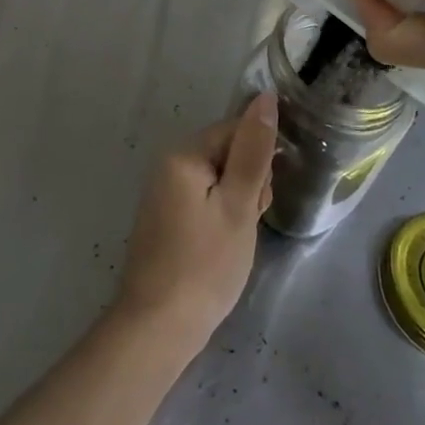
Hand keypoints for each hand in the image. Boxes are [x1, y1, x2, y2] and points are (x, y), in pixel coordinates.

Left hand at [112, 94, 276, 354]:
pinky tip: (223, 247)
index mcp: (184, 153)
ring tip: (236, 240)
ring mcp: (164, 192)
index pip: (235, 131)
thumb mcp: (238, 206)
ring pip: (219, 180)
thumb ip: (253, 150)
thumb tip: (266, 97)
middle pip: (227, 154)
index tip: (263, 197)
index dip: (259, 160)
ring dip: (238, 203)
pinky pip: (204, 200)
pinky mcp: (166, 217)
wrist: (158, 327)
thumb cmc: (205, 265)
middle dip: (249, 183)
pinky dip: (221, 217)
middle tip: (248, 223)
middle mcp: (169, 164)